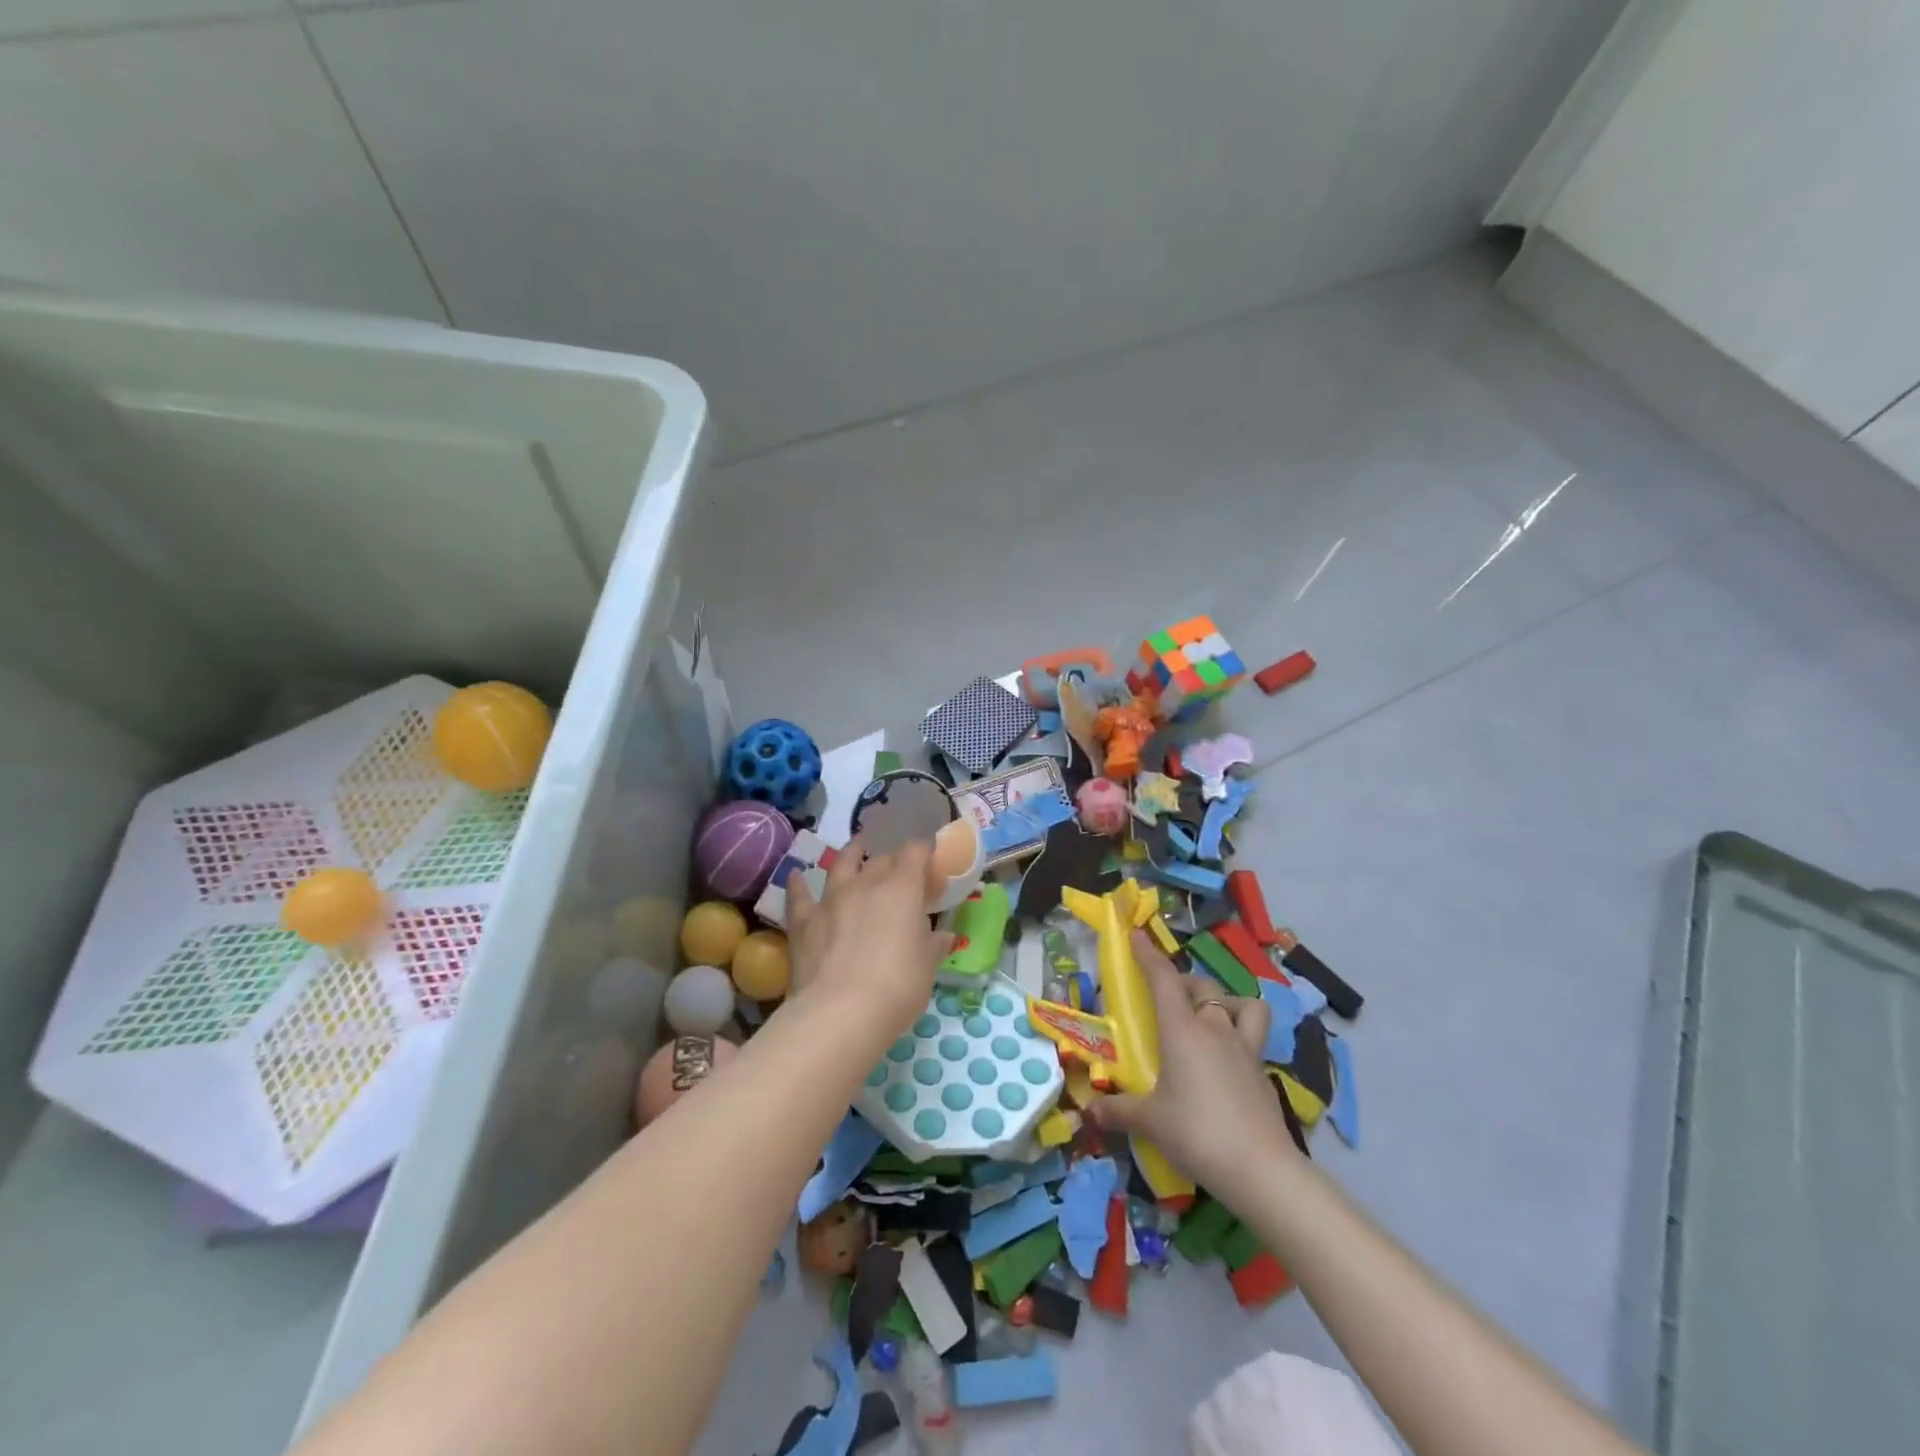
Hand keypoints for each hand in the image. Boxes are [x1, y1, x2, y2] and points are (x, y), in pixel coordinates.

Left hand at [785, 837, 951, 1038]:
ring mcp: (831, 899)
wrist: (840, 1013)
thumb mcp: (927, 967)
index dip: (924, 852)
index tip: (930, 860)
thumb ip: (933, 945)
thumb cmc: (897, 987)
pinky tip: (795, 875)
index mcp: (902, 889)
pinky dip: (798, 884)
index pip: (915, 852)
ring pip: (841, 865)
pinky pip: (799, 895)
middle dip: (893, 860)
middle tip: (900, 872)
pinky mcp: (803, 921)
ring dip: (850, 854)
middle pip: (881, 859)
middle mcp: (866, 884)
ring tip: (856, 848)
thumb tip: (943, 936)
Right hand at [1090, 932, 1296, 1190]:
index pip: (1163, 978)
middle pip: (1202, 986)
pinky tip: (1227, 1062)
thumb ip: (1117, 1111)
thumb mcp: (1149, 1122)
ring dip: (1225, 1003)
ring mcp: (1245, 1049)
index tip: (1136, 935)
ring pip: (1242, 1005)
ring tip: (1210, 1021)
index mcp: (1182, 1030)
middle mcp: (1215, 1028)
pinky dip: (1240, 1037)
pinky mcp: (1263, 1072)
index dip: (1148, 954)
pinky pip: (1253, 1038)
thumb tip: (1089, 1112)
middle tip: (1167, 999)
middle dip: (1183, 982)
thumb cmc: (1196, 1132)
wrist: (1261, 1169)